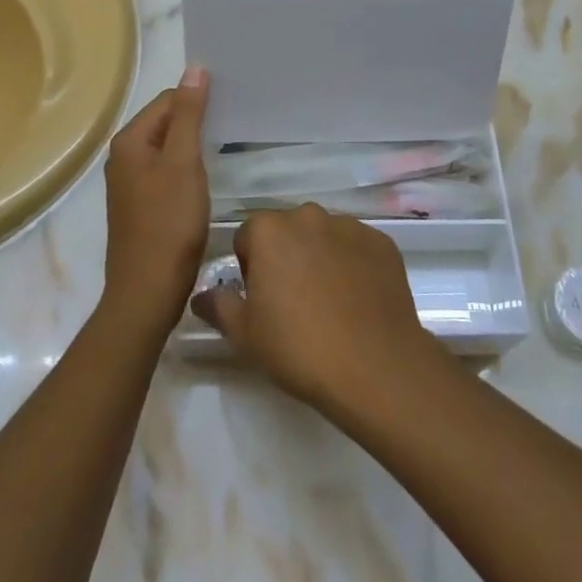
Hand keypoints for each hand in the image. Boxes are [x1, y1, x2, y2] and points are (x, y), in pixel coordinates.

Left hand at [100, 69, 209, 334]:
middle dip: (196, 122)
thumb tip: (195, 69)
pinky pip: (166, 172)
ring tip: (224, 149)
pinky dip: (186, 170)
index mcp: (129, 141)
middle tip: (233, 126)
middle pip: (166, 122)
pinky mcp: (140, 205)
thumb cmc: (168, 223)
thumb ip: (189, 115)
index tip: (230, 108)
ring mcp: (130, 183)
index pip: (168, 100)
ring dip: (193, 146)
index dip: (198, 101)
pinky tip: (206, 180)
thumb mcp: (184, 163)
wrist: (148, 291)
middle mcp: (123, 157)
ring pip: (167, 149)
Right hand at [191, 204, 437, 411]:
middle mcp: (309, 215)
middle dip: (286, 257)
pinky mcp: (381, 242)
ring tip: (329, 304)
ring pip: (323, 237)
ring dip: (319, 258)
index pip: (249, 237)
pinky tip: (357, 302)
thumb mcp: (245, 334)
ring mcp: (349, 225)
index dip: (250, 268)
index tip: (261, 301)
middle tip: (293, 303)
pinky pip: (356, 248)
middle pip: (287, 231)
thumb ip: (219, 306)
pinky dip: (353, 265)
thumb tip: (201, 295)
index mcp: (270, 230)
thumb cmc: (299, 348)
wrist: (374, 366)